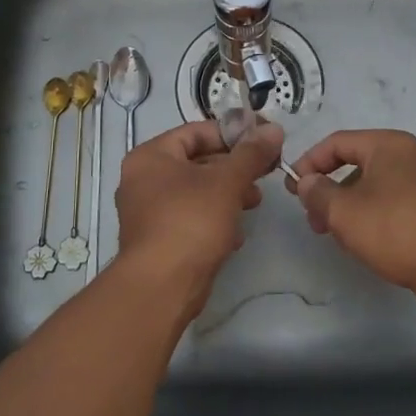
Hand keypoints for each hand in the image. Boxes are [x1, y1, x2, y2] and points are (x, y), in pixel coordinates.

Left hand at [114, 119, 282, 318]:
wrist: (161, 287)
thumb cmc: (190, 221)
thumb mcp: (227, 182)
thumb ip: (251, 154)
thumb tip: (273, 128)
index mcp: (151, 156)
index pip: (196, 132)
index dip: (232, 134)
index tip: (263, 143)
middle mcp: (142, 179)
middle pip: (196, 161)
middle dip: (234, 168)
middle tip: (264, 175)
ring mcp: (147, 211)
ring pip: (195, 192)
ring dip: (228, 195)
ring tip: (254, 203)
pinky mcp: (157, 239)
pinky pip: (190, 218)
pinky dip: (213, 219)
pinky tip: (235, 235)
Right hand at [286, 129, 415, 299]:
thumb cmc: (396, 230)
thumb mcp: (344, 212)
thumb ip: (318, 193)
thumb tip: (307, 182)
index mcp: (389, 145)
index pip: (338, 142)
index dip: (310, 162)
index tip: (294, 188)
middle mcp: (413, 156)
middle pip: (359, 164)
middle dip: (331, 190)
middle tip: (314, 219)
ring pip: (379, 188)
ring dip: (352, 207)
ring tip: (341, 238)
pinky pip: (398, 206)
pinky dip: (377, 218)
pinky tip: (371, 245)